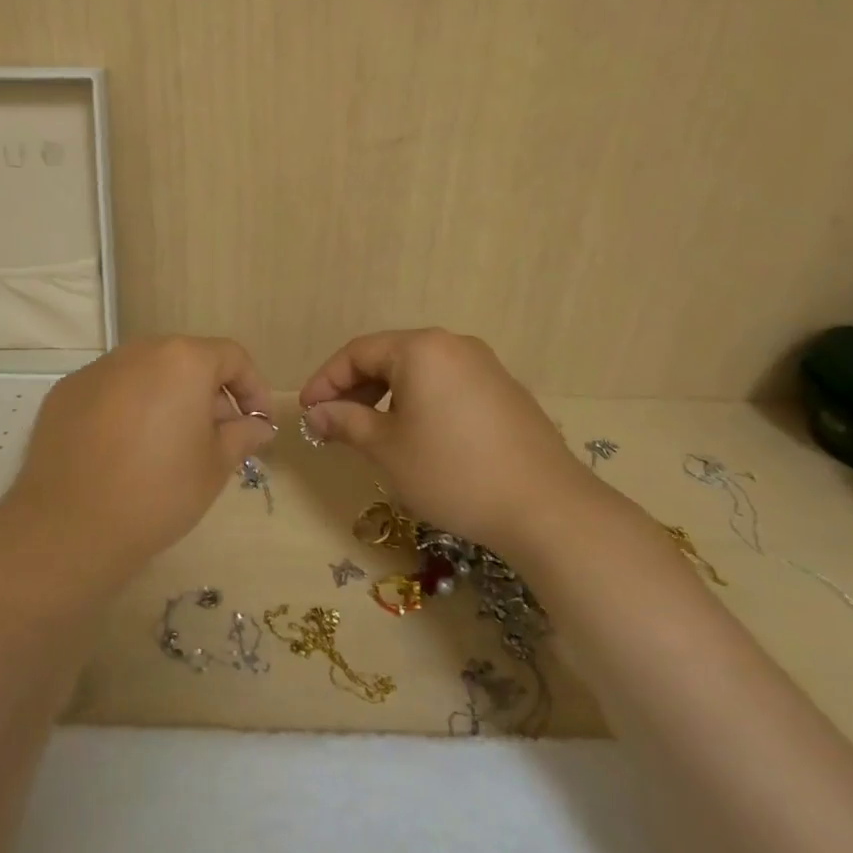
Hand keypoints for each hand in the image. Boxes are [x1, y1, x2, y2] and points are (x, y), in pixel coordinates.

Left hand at [0, 337, 275, 596]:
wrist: (69, 528)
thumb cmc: (158, 493)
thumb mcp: (214, 467)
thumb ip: (242, 435)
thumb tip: (258, 426)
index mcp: (182, 361)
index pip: (231, 357)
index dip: (252, 387)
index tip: (257, 422)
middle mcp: (138, 352)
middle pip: (186, 360)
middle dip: (209, 393)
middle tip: (217, 437)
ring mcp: (96, 369)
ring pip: (146, 374)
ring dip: (167, 398)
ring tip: (169, 445)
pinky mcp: (65, 392)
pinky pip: (111, 390)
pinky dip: (128, 408)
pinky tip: (125, 450)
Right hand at [299, 329, 589, 550]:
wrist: (546, 507)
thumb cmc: (452, 472)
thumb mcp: (387, 449)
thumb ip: (346, 422)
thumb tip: (316, 413)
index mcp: (421, 349)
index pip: (358, 352)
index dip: (326, 380)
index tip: (307, 411)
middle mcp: (453, 345)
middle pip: (389, 356)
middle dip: (355, 387)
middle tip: (333, 422)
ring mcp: (484, 366)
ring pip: (419, 371)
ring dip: (386, 395)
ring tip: (370, 431)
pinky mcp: (505, 391)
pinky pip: (447, 384)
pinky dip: (419, 402)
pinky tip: (416, 435)